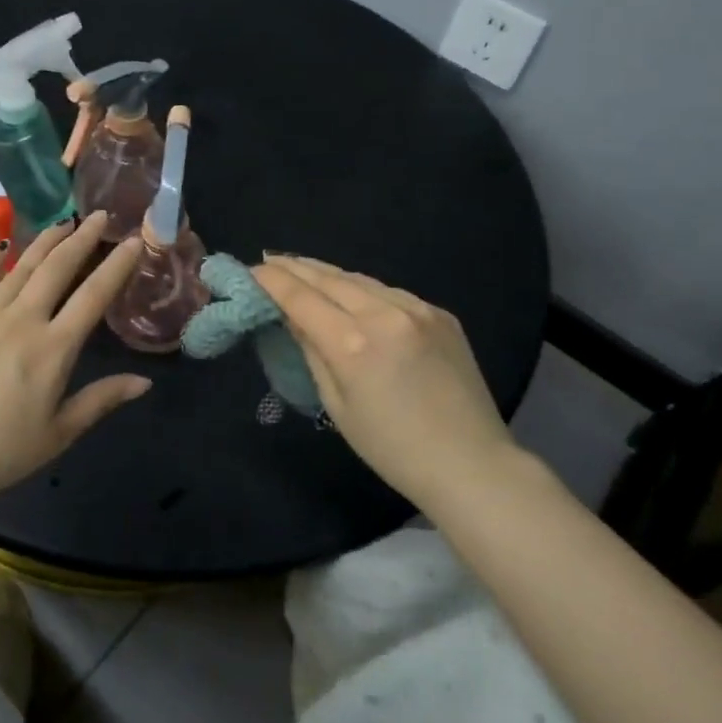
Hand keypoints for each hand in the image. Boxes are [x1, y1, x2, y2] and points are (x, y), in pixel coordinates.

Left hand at [0, 214, 151, 508]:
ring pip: (21, 266)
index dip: (117, 266)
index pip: (94, 296)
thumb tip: (144, 381)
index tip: (133, 241)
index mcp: (53, 349)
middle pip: (58, 268)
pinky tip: (3, 245)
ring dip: (45, 241)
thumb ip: (100, 401)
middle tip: (100, 215)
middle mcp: (21, 320)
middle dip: (82, 238)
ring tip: (62, 222)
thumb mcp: (57, 434)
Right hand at [253, 254, 522, 508]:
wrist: (470, 463)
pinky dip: (363, 288)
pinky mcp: (440, 313)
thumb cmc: (392, 449)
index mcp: (353, 343)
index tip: (251, 269)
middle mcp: (385, 313)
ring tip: (303, 269)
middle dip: (295, 267)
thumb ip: (312, 352)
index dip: (272, 280)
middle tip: (270, 259)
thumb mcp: (337, 405)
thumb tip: (292, 317)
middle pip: (329, 278)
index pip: (300, 297)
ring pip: (360, 279)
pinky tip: (350, 292)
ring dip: (328, 273)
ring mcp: (418, 309)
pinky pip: (390, 292)